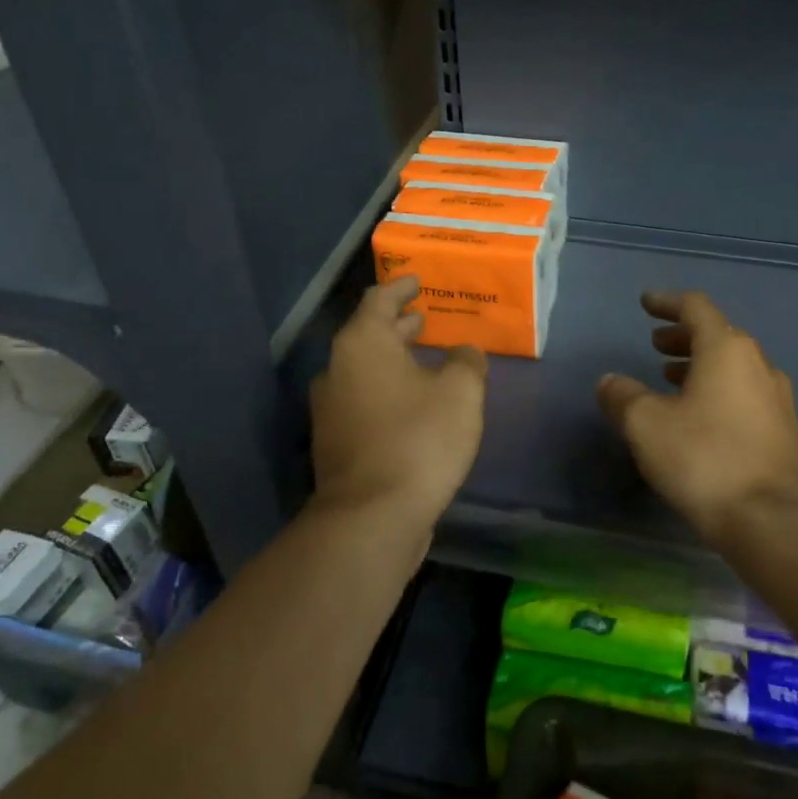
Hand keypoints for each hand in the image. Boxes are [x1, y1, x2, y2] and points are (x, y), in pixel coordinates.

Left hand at [310, 276, 488, 528]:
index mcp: (362, 344)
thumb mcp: (461, 392)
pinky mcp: (335, 442)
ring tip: (424, 358)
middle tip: (425, 318)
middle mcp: (337, 369)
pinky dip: (387, 389)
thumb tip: (463, 352)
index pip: (379, 300)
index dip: (400, 288)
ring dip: (393, 359)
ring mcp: (331, 408)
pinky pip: (364, 399)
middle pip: (368, 334)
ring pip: (365, 369)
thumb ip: (466, 362)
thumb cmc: (419, 440)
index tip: (417, 281)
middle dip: (398, 325)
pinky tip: (414, 403)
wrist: (372, 517)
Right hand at [597, 291, 797, 543]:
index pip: (695, 308)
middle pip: (718, 335)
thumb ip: (622, 396)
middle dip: (683, 336)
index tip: (645, 303)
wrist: (773, 519)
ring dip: (700, 365)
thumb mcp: (646, 425)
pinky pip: (744, 393)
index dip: (667, 302)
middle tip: (655, 345)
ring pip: (733, 366)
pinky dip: (716, 390)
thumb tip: (610, 381)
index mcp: (727, 349)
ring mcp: (775, 398)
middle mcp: (757, 364)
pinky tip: (699, 417)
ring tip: (670, 379)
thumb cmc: (704, 458)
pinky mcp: (782, 431)